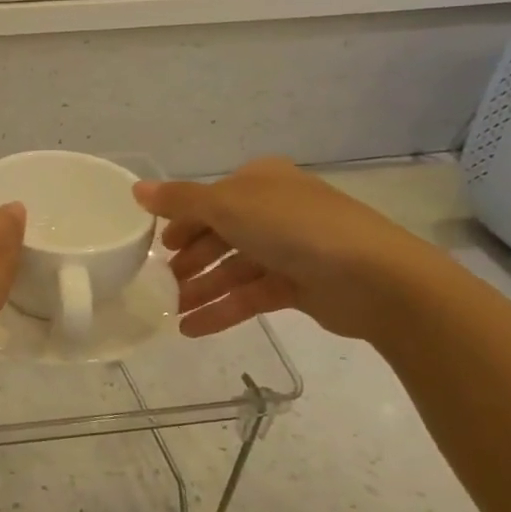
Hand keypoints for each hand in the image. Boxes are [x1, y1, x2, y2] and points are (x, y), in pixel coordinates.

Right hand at [134, 159, 444, 341]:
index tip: (157, 246)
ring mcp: (289, 249)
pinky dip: (222, 310)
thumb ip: (180, 201)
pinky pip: (250, 296)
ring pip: (233, 269)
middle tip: (162, 282)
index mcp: (260, 182)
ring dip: (202, 289)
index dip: (181, 221)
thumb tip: (136, 189)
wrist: (374, 277)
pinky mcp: (299, 286)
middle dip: (190, 260)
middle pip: (220, 235)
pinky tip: (192, 329)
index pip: (210, 199)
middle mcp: (274, 210)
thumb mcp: (227, 206)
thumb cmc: (294, 228)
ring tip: (173, 311)